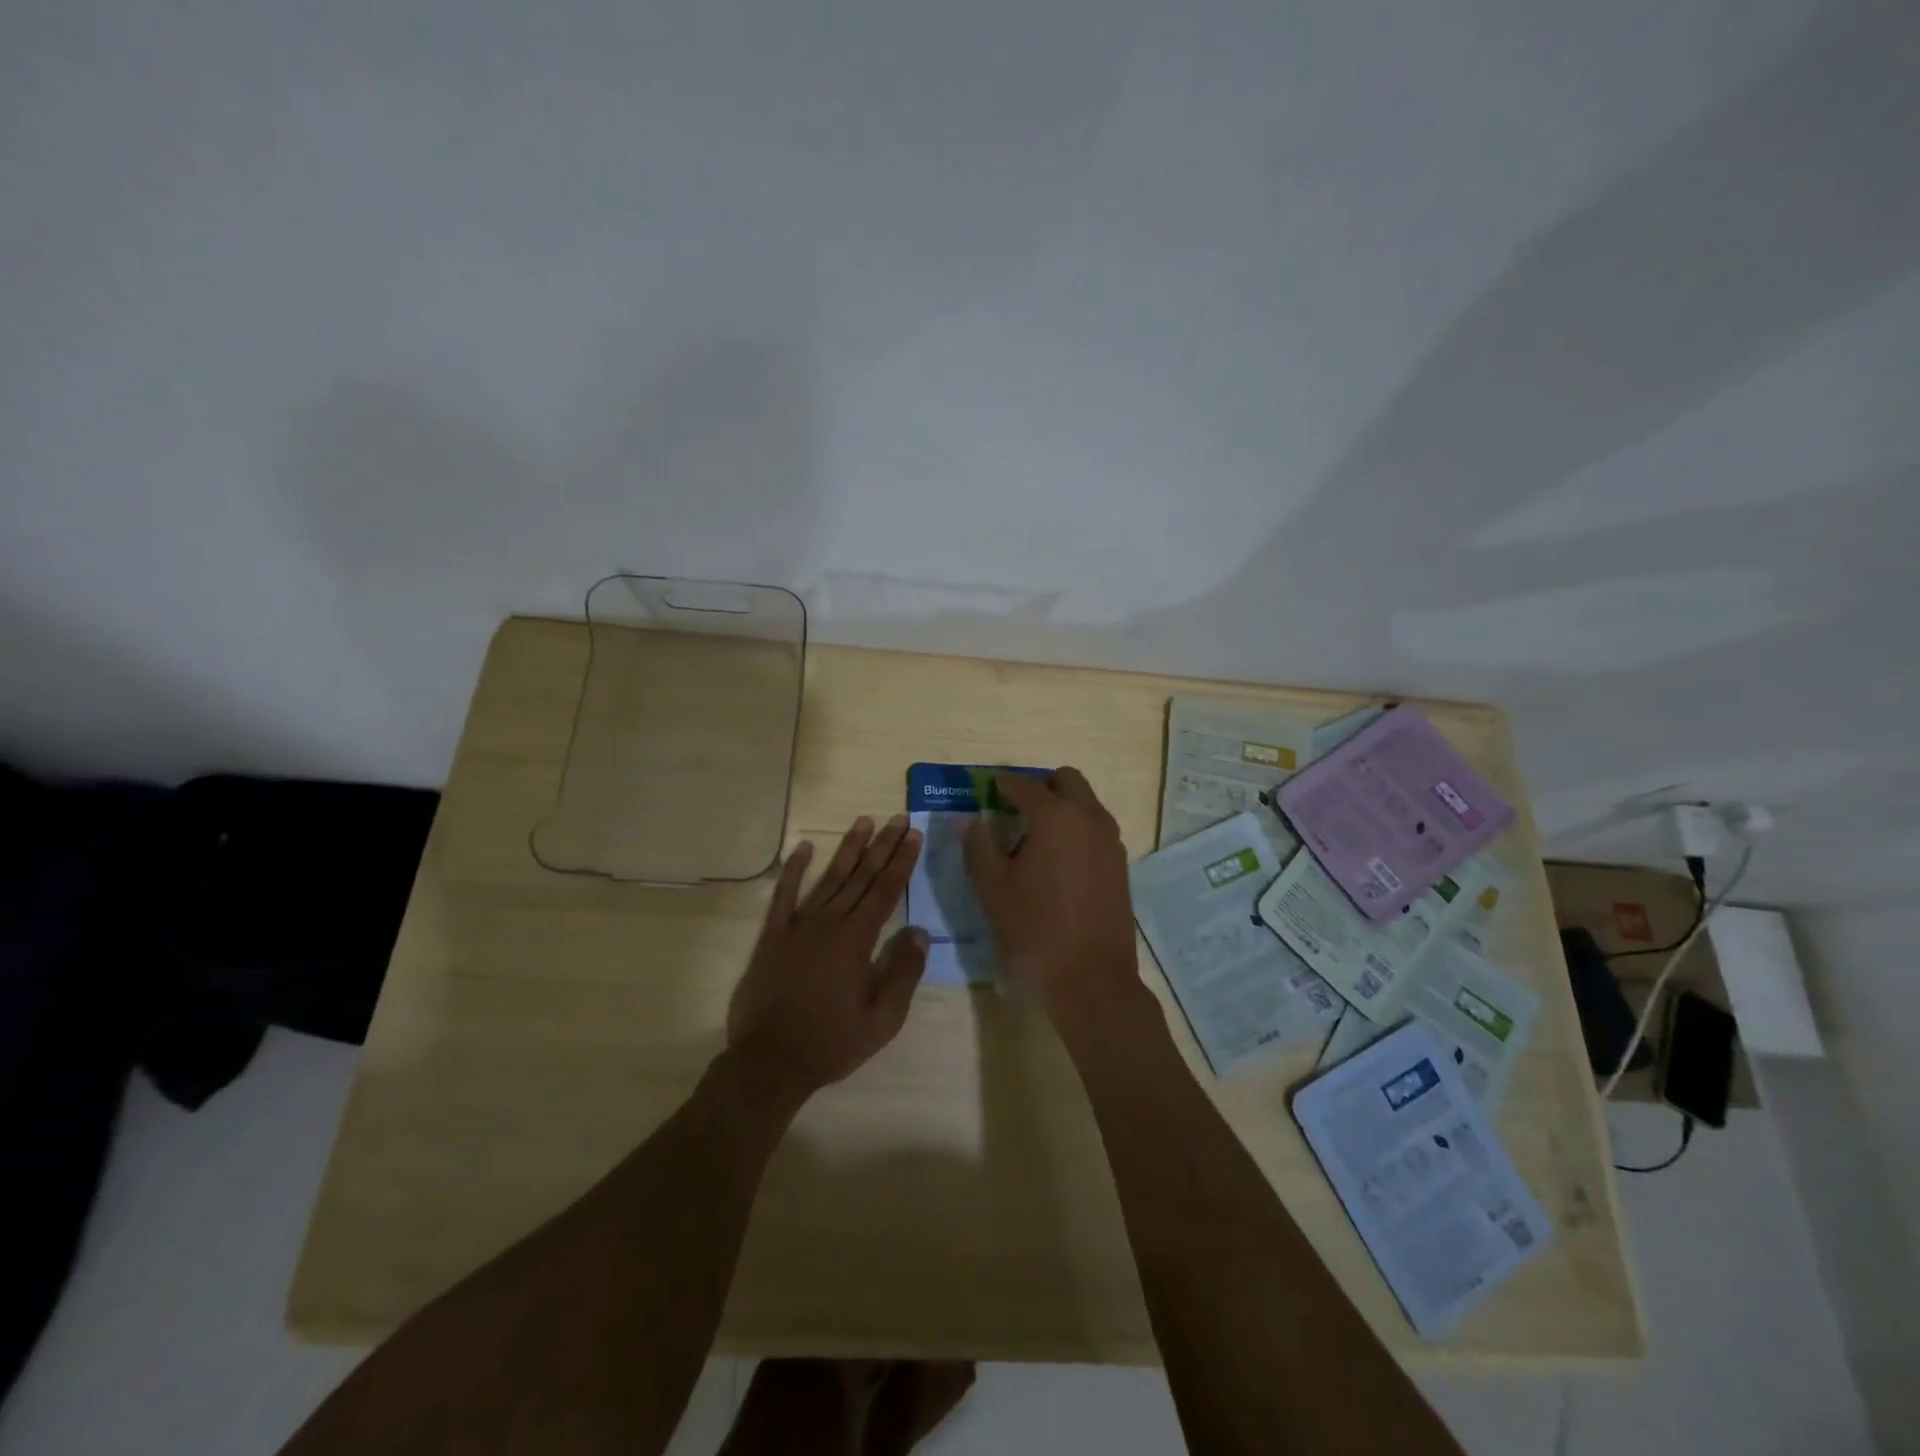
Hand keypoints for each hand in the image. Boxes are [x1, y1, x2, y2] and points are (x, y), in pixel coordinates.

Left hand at [727, 815, 928, 1104]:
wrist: (770, 1062)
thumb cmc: (832, 1042)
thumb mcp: (882, 1019)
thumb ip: (903, 973)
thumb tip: (919, 932)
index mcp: (857, 941)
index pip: (885, 891)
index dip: (901, 862)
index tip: (913, 835)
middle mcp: (829, 923)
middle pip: (861, 877)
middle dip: (882, 846)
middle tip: (897, 819)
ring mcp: (797, 926)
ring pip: (828, 878)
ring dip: (847, 849)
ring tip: (863, 822)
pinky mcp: (772, 936)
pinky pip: (783, 896)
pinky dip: (793, 870)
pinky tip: (804, 848)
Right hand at [963, 769, 1147, 1033]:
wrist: (1091, 978)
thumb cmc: (1034, 929)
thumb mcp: (992, 887)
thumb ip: (979, 844)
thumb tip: (976, 819)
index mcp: (1055, 816)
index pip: (1023, 785)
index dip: (1002, 784)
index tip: (986, 788)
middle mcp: (1089, 818)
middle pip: (1066, 780)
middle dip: (1040, 786)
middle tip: (1014, 808)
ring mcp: (1110, 840)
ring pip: (1085, 803)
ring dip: (1061, 806)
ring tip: (1034, 836)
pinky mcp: (1120, 864)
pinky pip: (1096, 828)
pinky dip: (1076, 828)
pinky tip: (1057, 860)